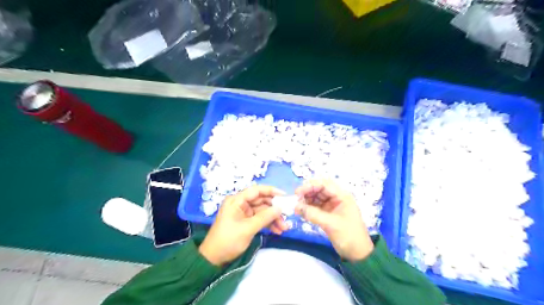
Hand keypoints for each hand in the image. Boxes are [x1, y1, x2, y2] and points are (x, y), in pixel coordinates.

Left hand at [200, 185, 287, 265]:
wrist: (214, 258)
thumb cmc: (228, 240)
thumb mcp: (248, 228)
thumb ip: (265, 217)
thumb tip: (280, 208)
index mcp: (237, 200)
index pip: (256, 190)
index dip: (271, 191)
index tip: (284, 196)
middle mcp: (240, 204)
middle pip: (261, 201)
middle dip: (274, 209)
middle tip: (287, 216)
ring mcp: (243, 213)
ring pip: (262, 211)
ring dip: (273, 218)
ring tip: (284, 228)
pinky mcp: (245, 221)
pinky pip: (260, 219)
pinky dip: (268, 224)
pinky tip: (277, 230)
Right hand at [293, 179, 373, 261]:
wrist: (358, 254)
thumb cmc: (348, 236)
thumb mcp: (331, 224)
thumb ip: (313, 214)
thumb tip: (296, 207)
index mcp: (342, 196)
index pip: (324, 185)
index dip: (310, 186)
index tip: (298, 192)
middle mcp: (337, 198)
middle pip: (319, 189)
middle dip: (307, 192)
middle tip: (296, 199)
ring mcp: (332, 206)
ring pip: (316, 197)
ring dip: (306, 200)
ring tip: (297, 206)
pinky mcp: (328, 214)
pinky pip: (316, 206)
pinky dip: (308, 208)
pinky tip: (301, 211)